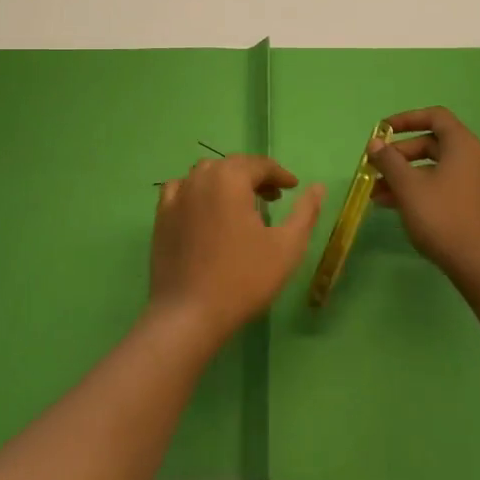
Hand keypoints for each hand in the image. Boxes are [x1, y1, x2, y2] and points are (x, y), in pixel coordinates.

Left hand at [150, 156, 324, 343]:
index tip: (293, 188)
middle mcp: (199, 179)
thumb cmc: (244, 278)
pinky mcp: (161, 217)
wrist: (189, 314)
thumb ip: (305, 212)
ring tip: (243, 205)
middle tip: (274, 198)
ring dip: (227, 182)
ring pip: (206, 175)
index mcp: (229, 179)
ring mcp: (176, 197)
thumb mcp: (286, 246)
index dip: (280, 174)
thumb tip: (318, 187)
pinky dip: (199, 192)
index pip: (259, 165)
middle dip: (255, 177)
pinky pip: (182, 190)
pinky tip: (207, 211)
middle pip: (232, 166)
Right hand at [370, 107, 479, 285]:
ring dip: (405, 176)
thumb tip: (375, 143)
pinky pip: (444, 184)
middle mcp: (475, 158)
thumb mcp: (408, 187)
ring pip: (435, 168)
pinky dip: (420, 189)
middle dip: (400, 155)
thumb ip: (389, 161)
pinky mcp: (476, 203)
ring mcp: (478, 182)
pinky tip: (395, 206)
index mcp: (464, 146)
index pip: (435, 116)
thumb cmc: (443, 218)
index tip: (382, 131)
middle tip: (375, 169)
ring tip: (377, 194)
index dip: (406, 119)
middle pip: (433, 143)